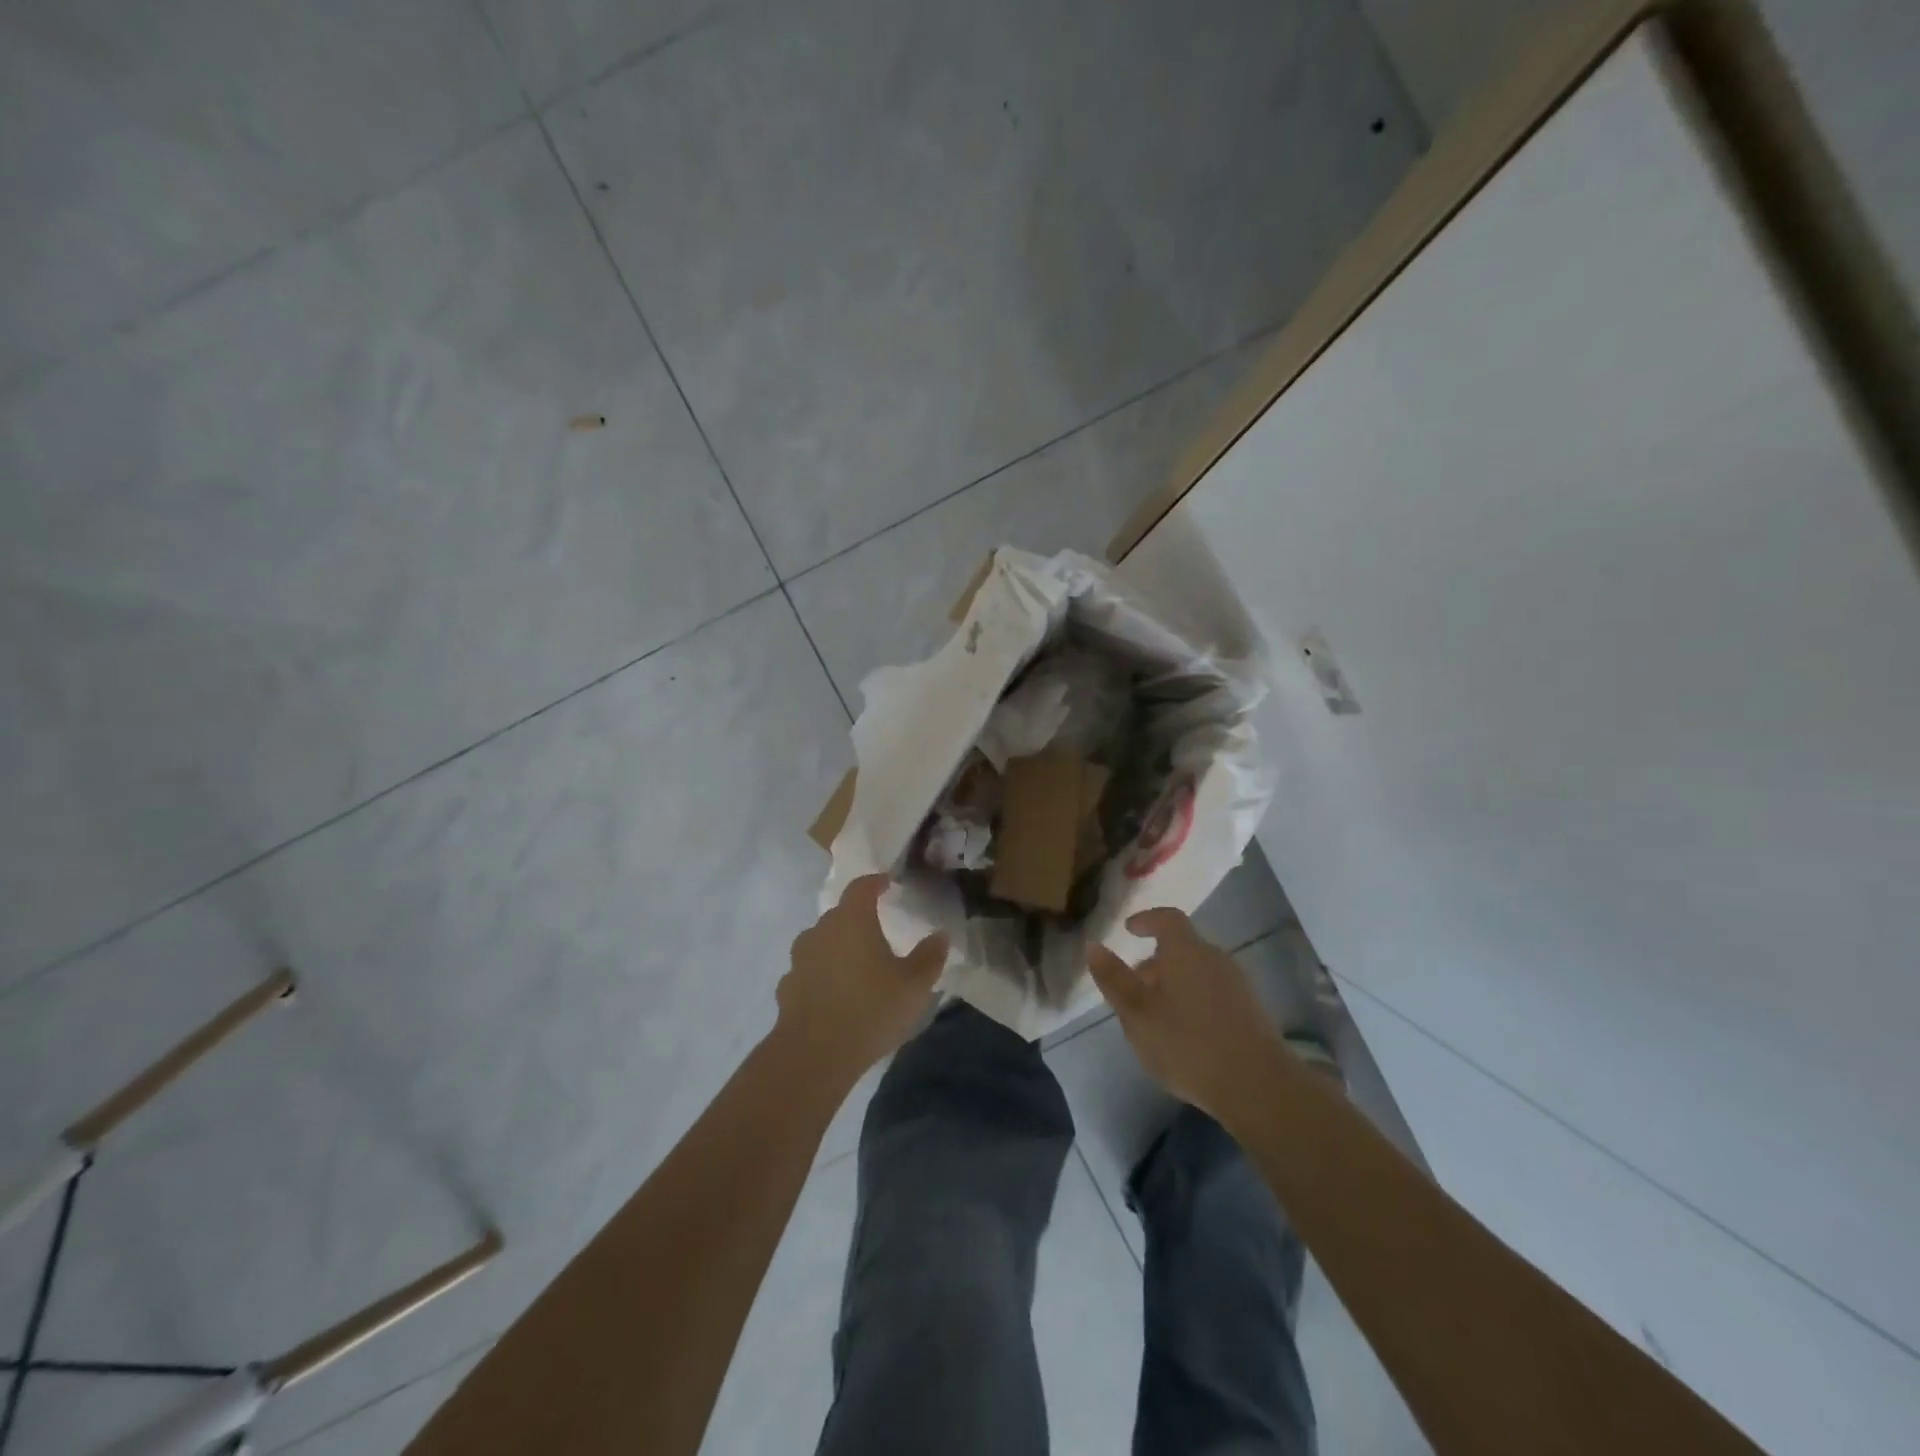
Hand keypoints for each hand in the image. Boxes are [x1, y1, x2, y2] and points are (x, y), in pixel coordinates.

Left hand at [776, 874, 947, 1083]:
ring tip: (856, 966)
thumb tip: (940, 936)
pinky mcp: (787, 988)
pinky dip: (821, 976)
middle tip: (878, 932)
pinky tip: (834, 995)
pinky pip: (809, 972)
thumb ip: (929, 957)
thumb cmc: (870, 1009)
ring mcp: (799, 959)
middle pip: (840, 915)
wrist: (813, 1054)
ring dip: (837, 948)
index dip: (875, 883)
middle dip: (858, 919)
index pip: (861, 888)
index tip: (886, 883)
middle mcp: (821, 931)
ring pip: (821, 943)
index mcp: (852, 920)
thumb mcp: (914, 985)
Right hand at [1087, 908, 1288, 1123]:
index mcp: (1186, 950)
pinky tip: (1185, 1033)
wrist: (1257, 1086)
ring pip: (1197, 972)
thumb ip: (1114, 978)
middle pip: (1182, 948)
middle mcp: (1215, 958)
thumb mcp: (1137, 1014)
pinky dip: (1193, 1000)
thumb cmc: (1187, 1043)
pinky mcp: (1251, 1011)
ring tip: (1155, 1015)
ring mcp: (1238, 984)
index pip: (1167, 918)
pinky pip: (1213, 992)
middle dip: (1155, 962)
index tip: (1129, 929)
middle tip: (1133, 986)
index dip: (1146, 920)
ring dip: (1174, 984)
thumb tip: (1093, 945)